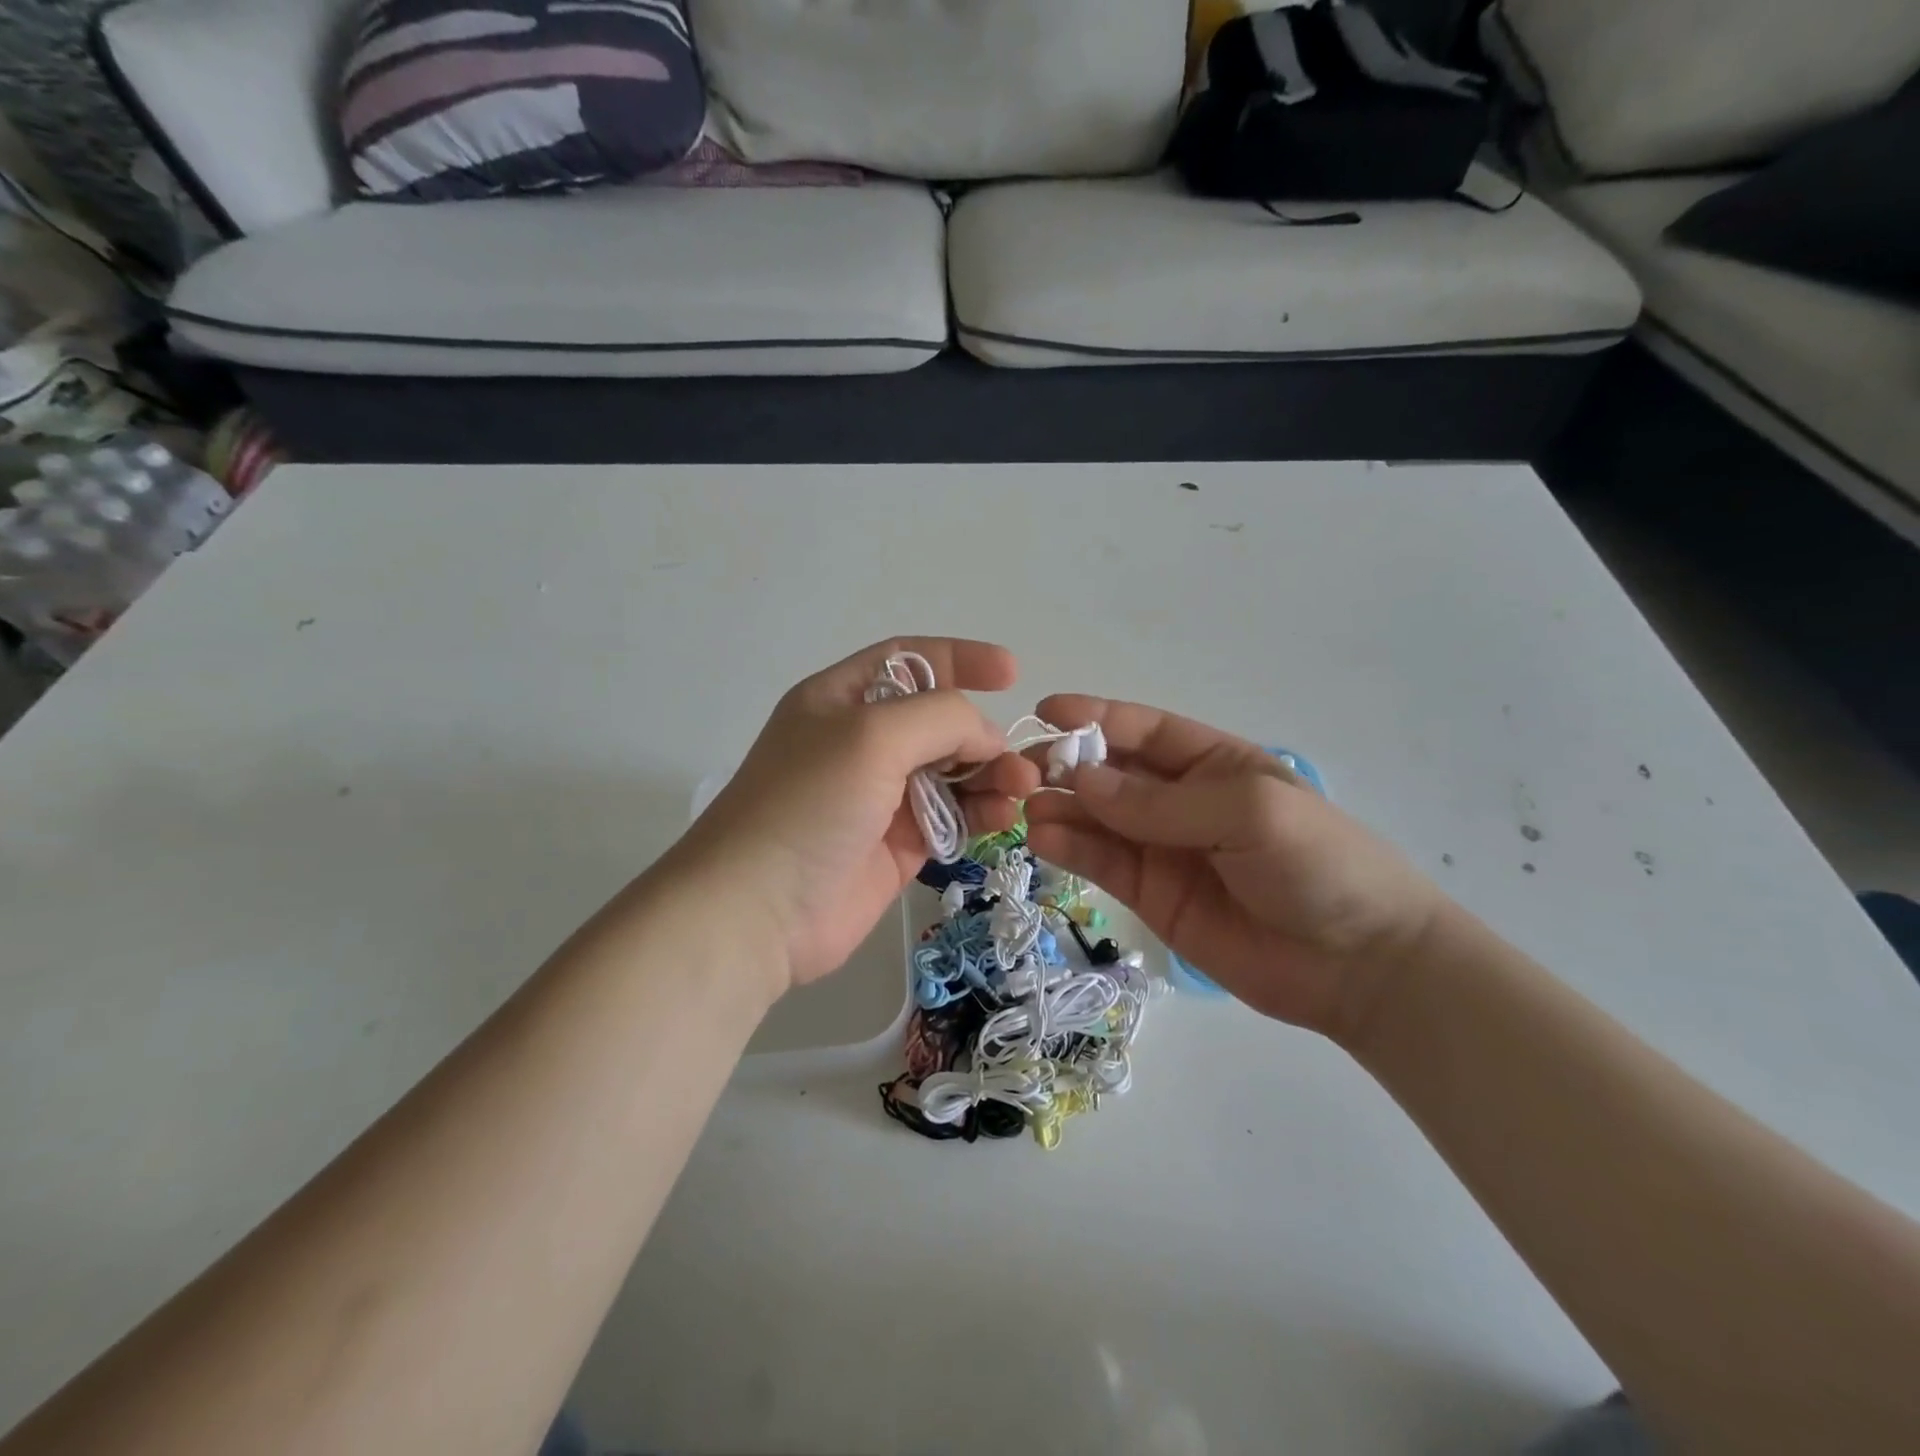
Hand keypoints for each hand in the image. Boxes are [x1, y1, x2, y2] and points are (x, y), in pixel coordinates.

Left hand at [671, 639, 1039, 992]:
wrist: (759, 911)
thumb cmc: (809, 804)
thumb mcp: (872, 735)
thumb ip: (941, 718)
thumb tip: (986, 738)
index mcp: (842, 699)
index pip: (910, 661)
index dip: (959, 659)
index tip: (1011, 672)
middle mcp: (862, 742)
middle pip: (939, 721)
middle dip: (982, 733)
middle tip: (1018, 760)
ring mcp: (881, 796)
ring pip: (953, 771)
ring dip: (991, 775)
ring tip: (1020, 789)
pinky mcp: (899, 844)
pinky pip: (953, 817)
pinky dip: (982, 813)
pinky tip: (1002, 817)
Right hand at [1023, 696, 1445, 1043]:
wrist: (1358, 965)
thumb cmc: (1318, 865)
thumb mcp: (1248, 813)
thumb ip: (1161, 802)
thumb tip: (1082, 778)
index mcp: (1214, 764)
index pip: (1145, 730)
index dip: (1096, 717)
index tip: (1046, 711)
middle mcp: (1181, 801)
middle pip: (1112, 773)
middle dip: (1067, 764)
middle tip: (1021, 771)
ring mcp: (1163, 849)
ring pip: (1098, 819)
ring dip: (1060, 808)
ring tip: (1025, 809)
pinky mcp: (1150, 895)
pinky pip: (1102, 863)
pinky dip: (1069, 848)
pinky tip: (1042, 839)